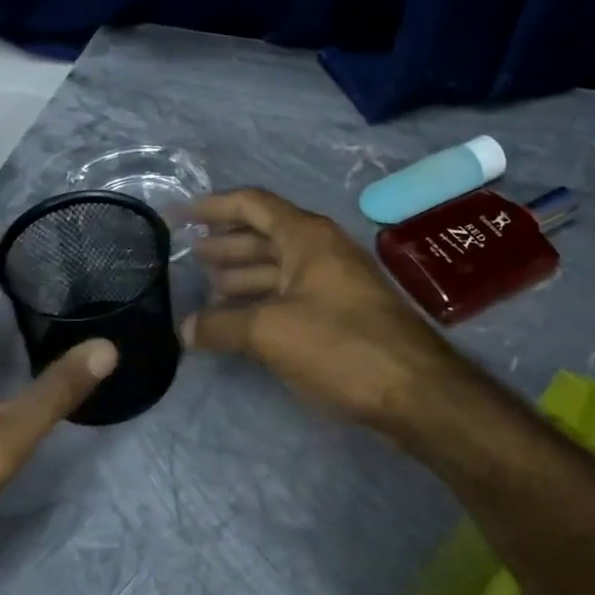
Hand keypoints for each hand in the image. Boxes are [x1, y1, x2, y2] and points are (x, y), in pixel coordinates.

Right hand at [184, 188, 473, 438]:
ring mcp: (334, 281)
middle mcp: (322, 249)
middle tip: (188, 258)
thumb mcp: (271, 332)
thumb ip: (222, 326)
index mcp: (307, 236)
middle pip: (264, 234)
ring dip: (242, 276)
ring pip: (278, 267)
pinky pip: (291, 294)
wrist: (414, 389)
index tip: (180, 217)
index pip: (252, 204)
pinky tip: (241, 320)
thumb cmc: (340, 346)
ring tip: (206, 291)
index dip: (214, 206)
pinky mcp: (342, 312)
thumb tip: (184, 329)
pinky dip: (262, 301)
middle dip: (225, 245)